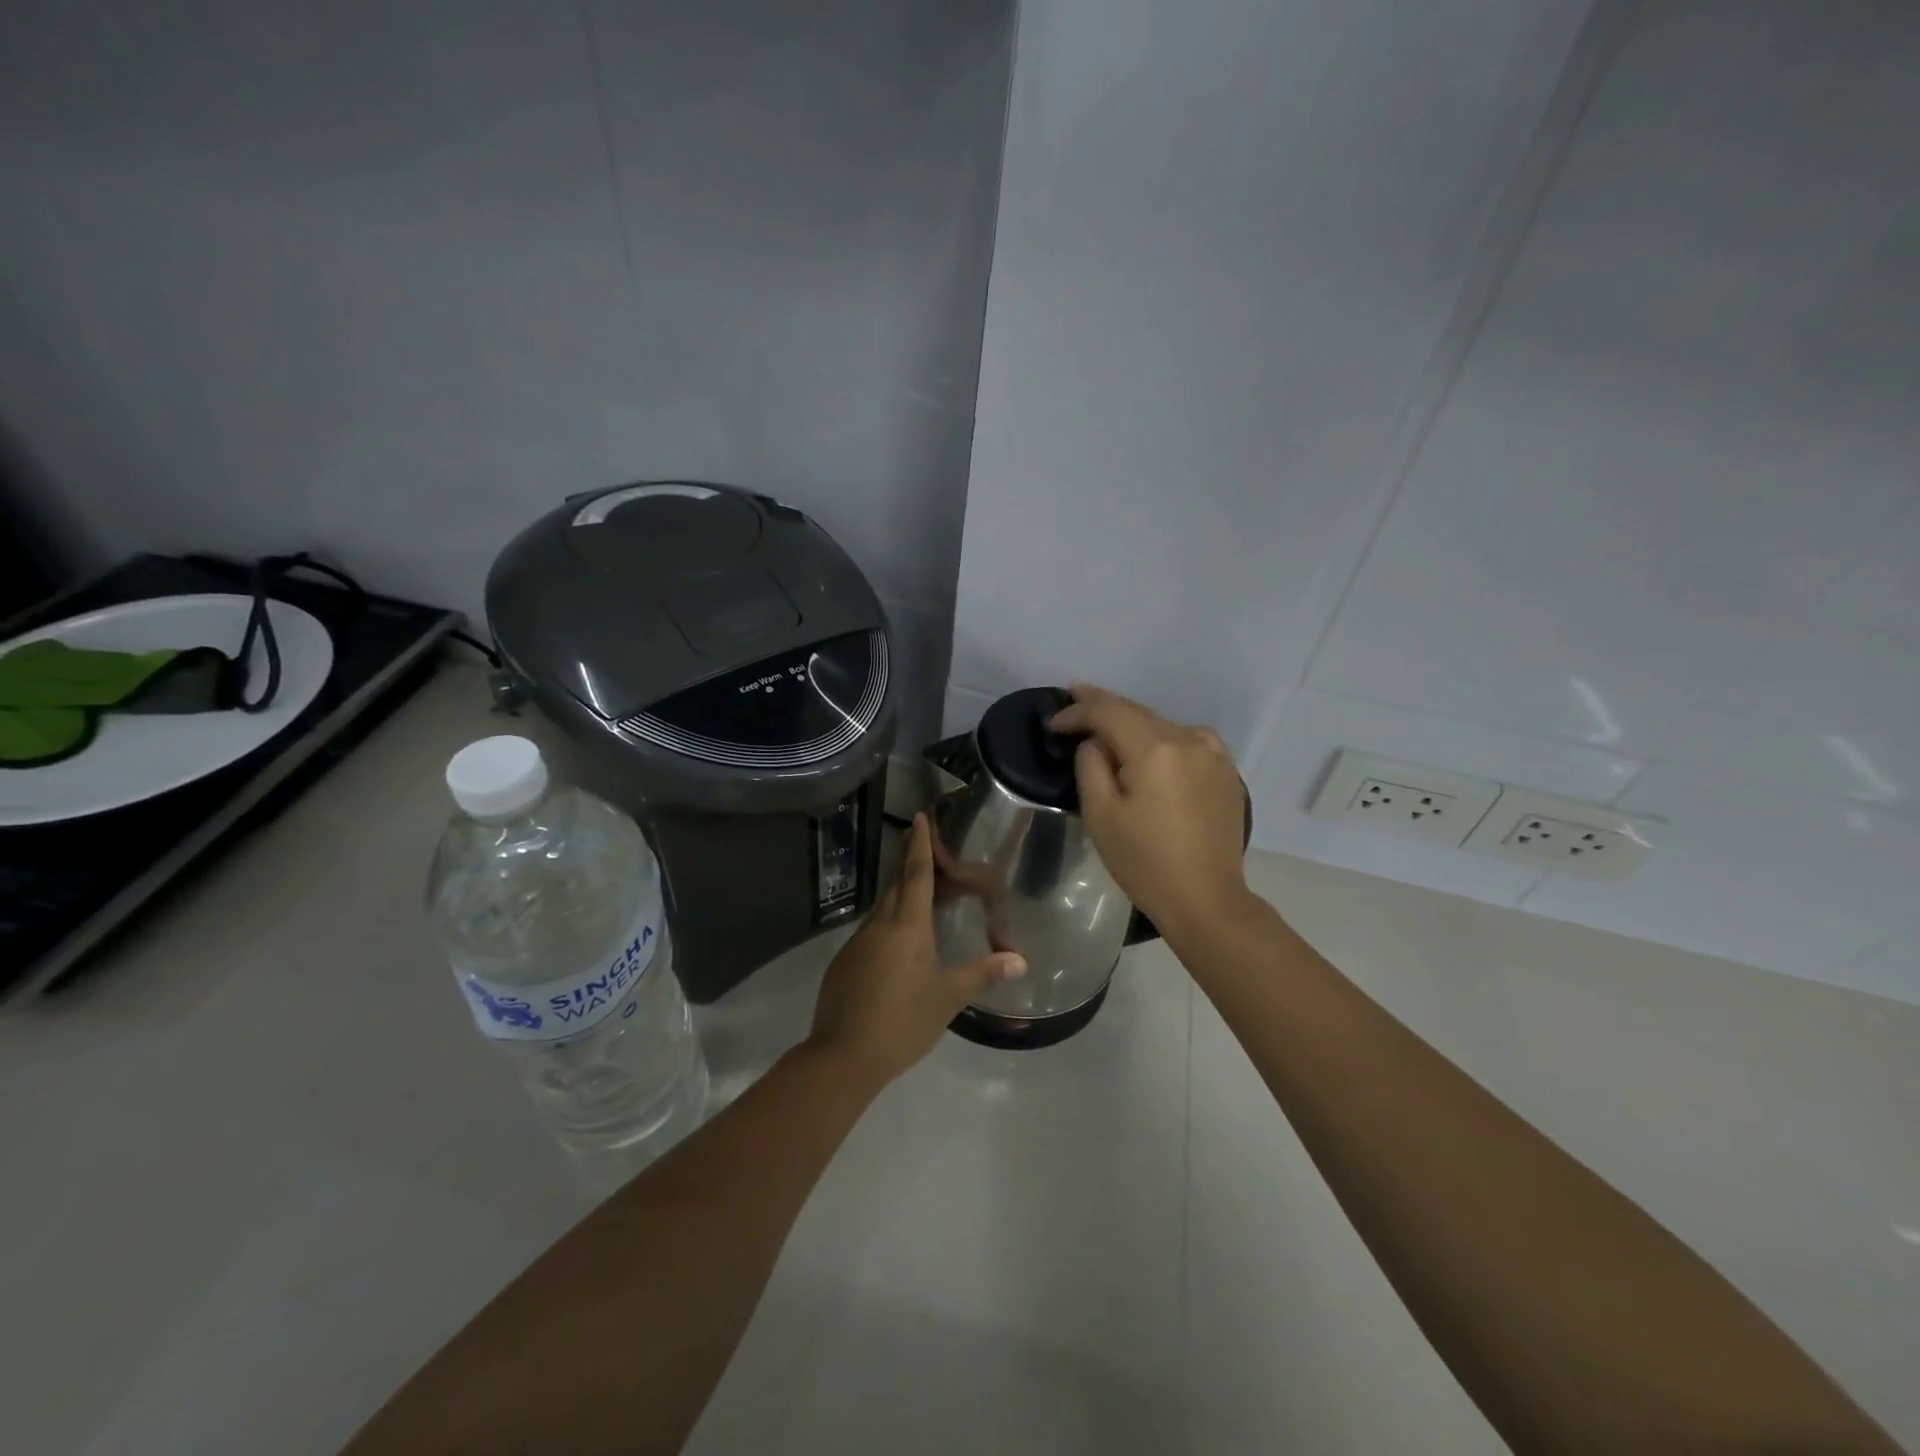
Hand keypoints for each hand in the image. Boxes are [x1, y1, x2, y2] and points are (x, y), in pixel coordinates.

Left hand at [808, 814, 1026, 1085]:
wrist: (842, 1056)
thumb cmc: (902, 1022)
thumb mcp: (948, 999)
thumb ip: (983, 974)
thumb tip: (1020, 959)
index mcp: (906, 927)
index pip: (916, 875)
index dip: (920, 846)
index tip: (919, 817)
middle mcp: (879, 925)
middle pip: (896, 884)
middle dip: (908, 860)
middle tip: (921, 841)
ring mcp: (857, 943)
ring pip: (881, 907)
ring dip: (898, 891)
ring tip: (917, 888)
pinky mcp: (845, 963)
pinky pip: (871, 929)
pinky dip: (887, 920)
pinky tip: (896, 939)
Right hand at [1048, 683, 1248, 935]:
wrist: (1205, 899)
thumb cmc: (1144, 862)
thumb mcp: (1101, 814)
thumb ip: (1092, 765)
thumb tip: (1096, 742)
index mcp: (1155, 749)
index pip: (1109, 713)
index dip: (1078, 712)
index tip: (1054, 722)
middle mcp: (1188, 740)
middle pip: (1138, 711)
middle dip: (1104, 705)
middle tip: (1075, 694)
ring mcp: (1213, 755)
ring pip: (1164, 724)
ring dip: (1134, 720)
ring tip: (1108, 721)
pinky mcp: (1226, 772)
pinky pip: (1189, 740)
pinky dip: (1165, 735)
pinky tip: (1155, 745)